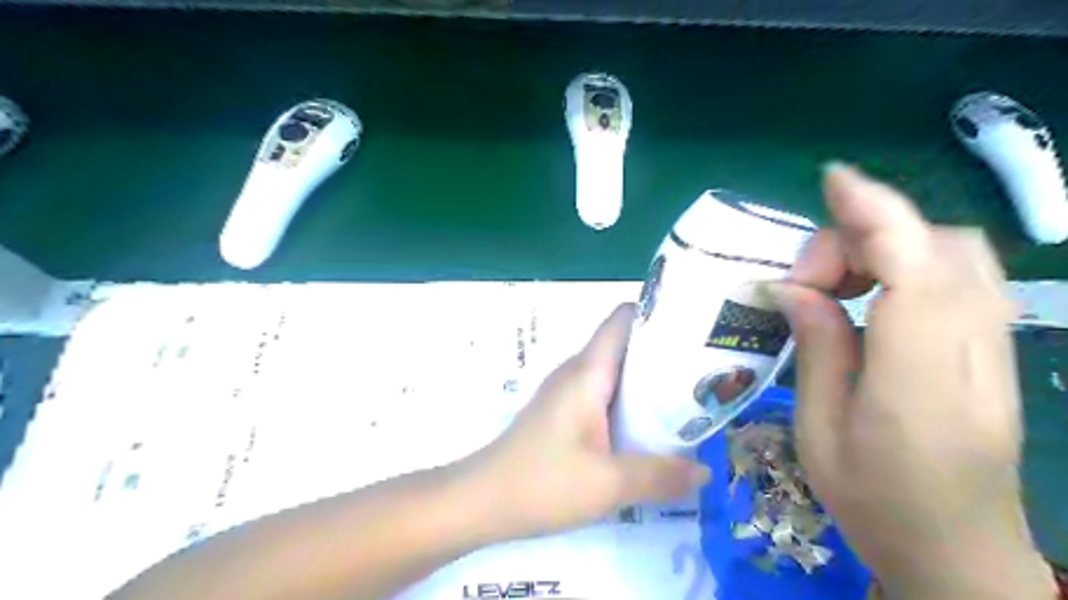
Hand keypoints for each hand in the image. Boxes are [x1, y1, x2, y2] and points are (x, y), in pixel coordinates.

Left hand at [466, 305, 707, 537]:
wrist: (482, 500)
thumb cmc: (542, 482)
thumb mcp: (608, 484)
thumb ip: (660, 476)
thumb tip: (706, 472)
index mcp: (587, 371)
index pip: (623, 319)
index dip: (658, 314)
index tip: (694, 329)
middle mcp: (577, 371)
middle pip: (625, 343)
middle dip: (664, 351)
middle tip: (704, 371)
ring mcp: (567, 391)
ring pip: (615, 370)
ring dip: (648, 380)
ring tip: (687, 398)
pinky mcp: (562, 411)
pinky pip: (603, 392)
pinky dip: (630, 400)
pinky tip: (649, 427)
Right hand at [772, 164, 1053, 599]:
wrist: (958, 551)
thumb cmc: (874, 502)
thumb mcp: (820, 430)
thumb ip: (818, 348)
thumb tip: (795, 288)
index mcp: (918, 379)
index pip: (912, 267)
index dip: (874, 213)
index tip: (832, 180)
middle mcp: (971, 351)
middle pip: (939, 247)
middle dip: (868, 236)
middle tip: (812, 280)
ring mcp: (995, 348)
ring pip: (958, 256)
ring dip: (892, 246)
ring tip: (838, 283)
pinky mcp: (994, 349)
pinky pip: (962, 279)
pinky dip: (913, 263)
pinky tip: (872, 294)